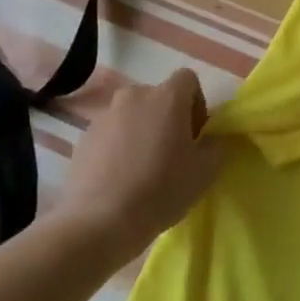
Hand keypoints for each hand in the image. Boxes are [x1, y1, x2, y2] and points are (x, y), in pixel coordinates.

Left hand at [60, 70, 226, 257]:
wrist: (102, 220)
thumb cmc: (162, 190)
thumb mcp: (206, 172)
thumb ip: (216, 145)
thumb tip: (210, 139)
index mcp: (167, 96)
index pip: (188, 79)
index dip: (196, 104)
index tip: (194, 135)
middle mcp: (134, 96)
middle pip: (158, 97)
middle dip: (167, 119)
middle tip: (171, 154)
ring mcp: (104, 115)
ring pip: (132, 116)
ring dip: (141, 132)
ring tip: (142, 169)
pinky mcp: (83, 137)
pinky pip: (110, 134)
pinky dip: (118, 147)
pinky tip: (120, 178)